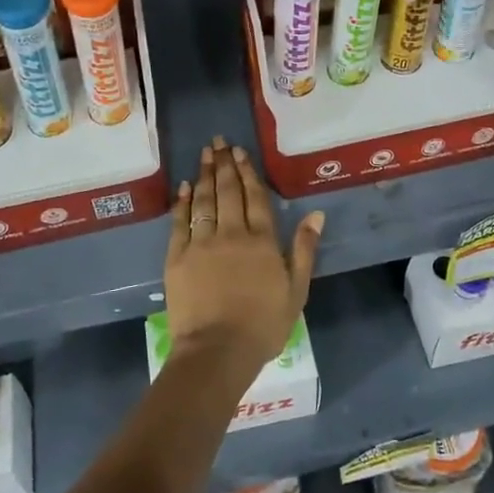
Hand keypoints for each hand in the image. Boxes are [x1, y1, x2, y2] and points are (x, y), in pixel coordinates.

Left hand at [164, 137, 324, 372]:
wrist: (217, 351)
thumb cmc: (263, 326)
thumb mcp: (296, 291)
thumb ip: (304, 249)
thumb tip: (316, 214)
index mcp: (261, 240)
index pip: (254, 196)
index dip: (248, 172)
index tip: (240, 152)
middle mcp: (231, 233)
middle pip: (227, 191)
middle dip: (224, 163)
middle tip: (219, 141)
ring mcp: (201, 243)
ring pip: (203, 200)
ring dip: (204, 174)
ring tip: (204, 153)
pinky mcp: (177, 256)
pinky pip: (180, 221)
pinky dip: (182, 202)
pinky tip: (183, 187)